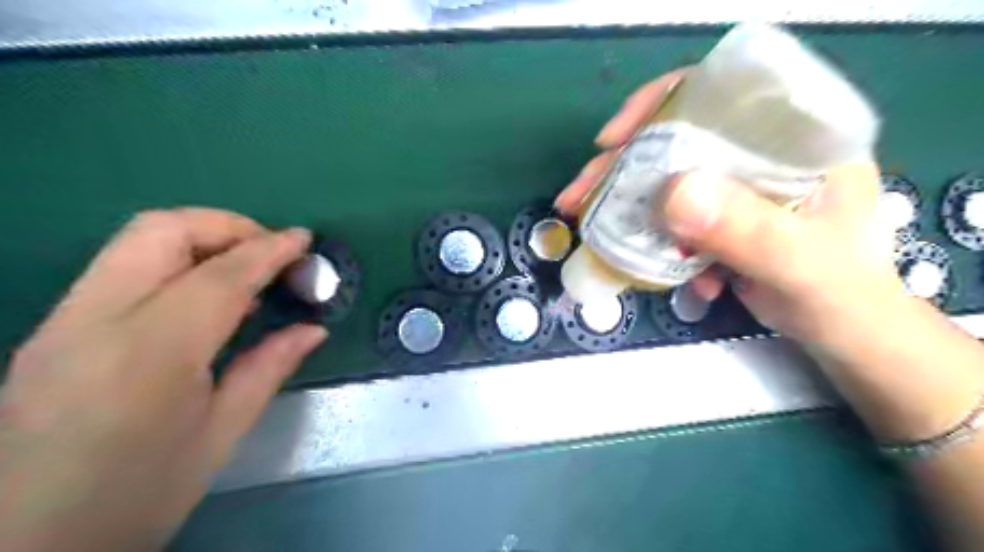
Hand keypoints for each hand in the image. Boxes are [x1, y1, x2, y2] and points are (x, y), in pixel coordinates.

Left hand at [0, 207, 329, 551]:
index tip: (304, 239)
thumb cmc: (141, 496)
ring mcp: (60, 322)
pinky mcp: (50, 329)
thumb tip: (315, 328)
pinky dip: (174, 263)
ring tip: (245, 268)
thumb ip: (270, 367)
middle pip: (159, 231)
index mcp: (149, 356)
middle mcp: (92, 323)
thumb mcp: (222, 434)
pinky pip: (121, 269)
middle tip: (270, 251)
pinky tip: (204, 296)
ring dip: (200, 239)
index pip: (219, 276)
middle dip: (226, 226)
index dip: (269, 249)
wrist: (26, 549)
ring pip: (134, 240)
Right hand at [558, 68, 900, 348]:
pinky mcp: (716, 215)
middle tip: (579, 195)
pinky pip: (668, 215)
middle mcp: (759, 152)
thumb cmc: (838, 292)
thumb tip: (671, 195)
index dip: (661, 105)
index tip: (613, 139)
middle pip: (676, 139)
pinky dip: (650, 237)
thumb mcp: (799, 262)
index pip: (721, 94)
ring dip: (626, 204)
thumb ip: (746, 230)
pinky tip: (652, 264)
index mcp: (795, 138)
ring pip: (665, 178)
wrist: (838, 328)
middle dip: (622, 167)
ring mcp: (733, 185)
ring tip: (591, 228)